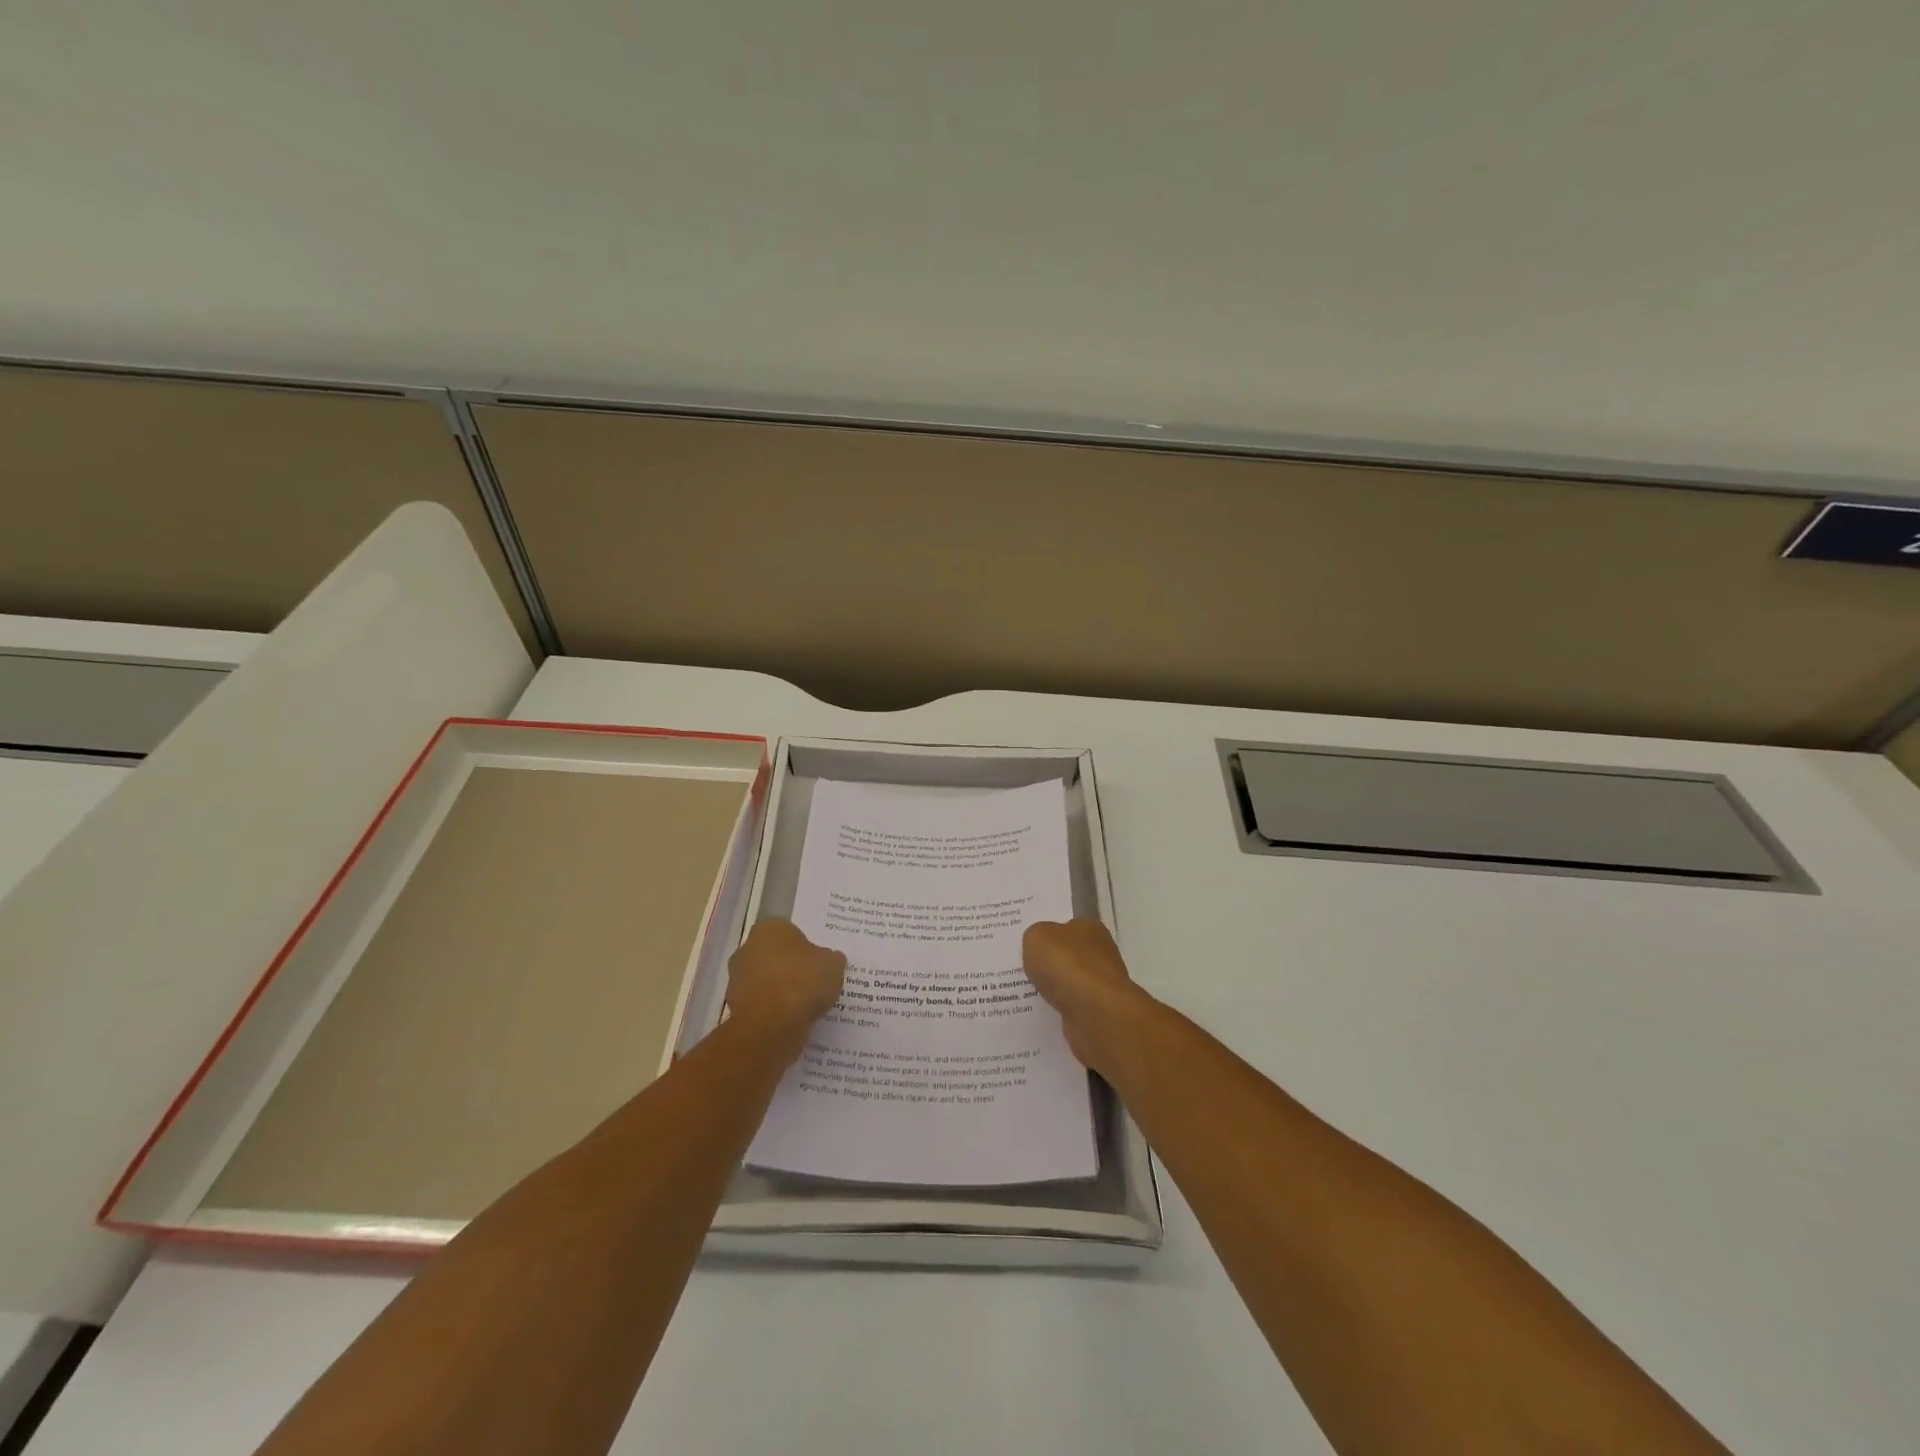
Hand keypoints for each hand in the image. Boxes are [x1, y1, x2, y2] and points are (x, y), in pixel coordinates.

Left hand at [726, 920, 845, 1047]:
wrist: (771, 1024)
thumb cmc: (802, 981)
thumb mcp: (832, 965)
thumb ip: (832, 959)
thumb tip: (831, 959)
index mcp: (769, 928)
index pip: (790, 932)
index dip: (806, 948)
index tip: (819, 963)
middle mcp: (747, 948)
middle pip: (775, 956)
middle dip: (790, 967)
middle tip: (814, 981)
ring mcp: (737, 978)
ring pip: (767, 981)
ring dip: (781, 990)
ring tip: (806, 1004)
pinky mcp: (735, 1007)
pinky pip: (762, 1004)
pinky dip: (774, 1010)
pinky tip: (792, 1019)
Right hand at [1022, 919, 1150, 1070]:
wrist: (1094, 1014)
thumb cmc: (1067, 966)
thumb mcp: (1037, 937)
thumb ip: (1034, 936)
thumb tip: (1039, 947)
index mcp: (1090, 928)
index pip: (1067, 926)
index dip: (1047, 933)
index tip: (1028, 944)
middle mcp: (1100, 954)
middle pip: (1068, 955)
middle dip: (1048, 962)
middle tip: (1021, 967)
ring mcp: (1101, 985)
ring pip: (1069, 982)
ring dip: (1053, 988)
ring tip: (1024, 992)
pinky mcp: (1098, 1013)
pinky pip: (1070, 1006)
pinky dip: (1058, 1009)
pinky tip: (1040, 1011)